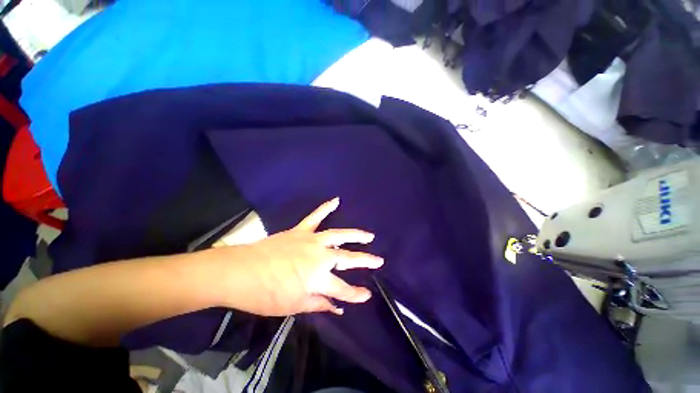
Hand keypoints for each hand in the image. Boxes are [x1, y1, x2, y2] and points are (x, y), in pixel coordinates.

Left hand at [220, 198, 382, 315]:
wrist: (239, 272)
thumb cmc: (265, 294)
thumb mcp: (293, 306)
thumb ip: (318, 304)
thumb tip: (337, 307)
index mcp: (317, 278)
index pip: (342, 289)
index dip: (356, 294)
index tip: (367, 295)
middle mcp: (319, 257)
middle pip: (347, 259)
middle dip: (365, 260)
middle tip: (379, 261)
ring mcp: (311, 240)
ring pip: (338, 235)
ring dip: (355, 235)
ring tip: (369, 235)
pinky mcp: (301, 231)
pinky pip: (315, 216)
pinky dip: (326, 207)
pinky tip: (336, 200)